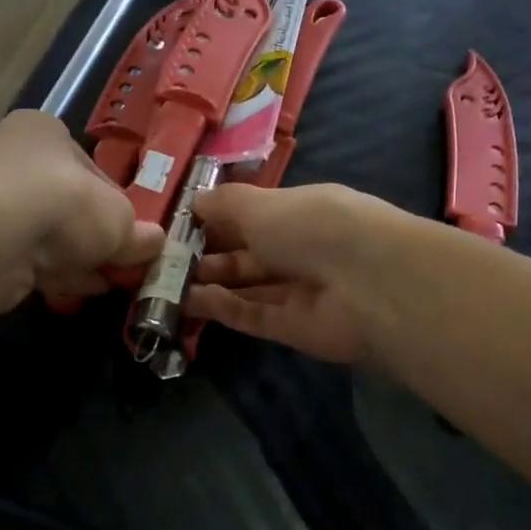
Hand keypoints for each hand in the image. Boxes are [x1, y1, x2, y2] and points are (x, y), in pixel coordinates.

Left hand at [0, 110, 162, 308]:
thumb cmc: (66, 201)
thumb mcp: (120, 217)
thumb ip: (138, 233)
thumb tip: (156, 242)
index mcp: (45, 134)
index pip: (91, 171)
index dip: (117, 206)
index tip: (132, 235)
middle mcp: (13, 159)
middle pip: (67, 205)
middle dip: (95, 238)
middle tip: (122, 264)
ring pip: (48, 236)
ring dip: (77, 259)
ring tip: (108, 282)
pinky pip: (29, 260)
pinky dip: (54, 274)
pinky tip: (79, 290)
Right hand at [184, 183, 404, 363]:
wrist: (367, 283)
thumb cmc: (313, 226)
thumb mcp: (262, 204)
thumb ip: (226, 205)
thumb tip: (196, 202)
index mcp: (300, 212)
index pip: (254, 215)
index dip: (218, 219)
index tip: (179, 223)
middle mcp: (300, 250)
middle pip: (247, 254)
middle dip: (208, 254)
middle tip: (163, 257)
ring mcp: (297, 291)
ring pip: (246, 287)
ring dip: (210, 283)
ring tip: (164, 280)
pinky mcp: (292, 328)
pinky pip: (251, 314)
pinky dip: (222, 308)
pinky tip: (189, 300)